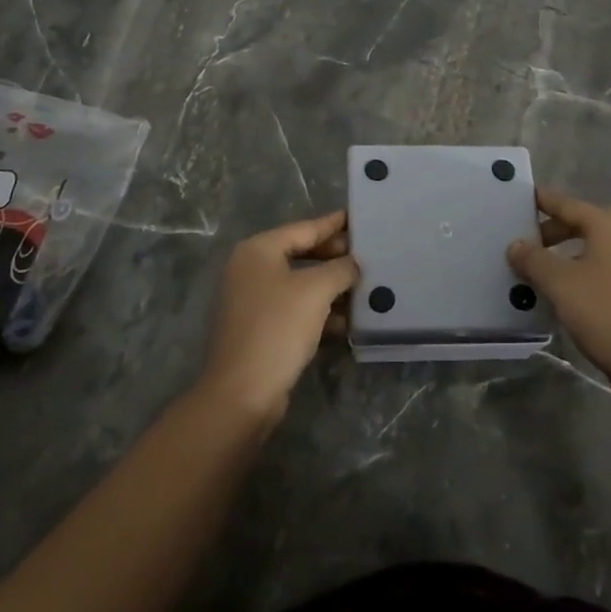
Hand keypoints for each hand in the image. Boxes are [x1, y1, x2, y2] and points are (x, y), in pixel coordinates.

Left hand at [198, 210, 357, 424]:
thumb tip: (354, 263)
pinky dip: (319, 311)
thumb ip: (340, 269)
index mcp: (258, 250)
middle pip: (301, 254)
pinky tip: (347, 320)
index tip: (359, 217)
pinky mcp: (259, 329)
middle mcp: (251, 269)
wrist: (242, 394)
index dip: (334, 224)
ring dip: (331, 287)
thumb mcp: (316, 291)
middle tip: (368, 255)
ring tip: (365, 287)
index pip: (304, 228)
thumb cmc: (278, 328)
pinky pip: (295, 309)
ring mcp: (252, 301)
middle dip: (335, 257)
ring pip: (300, 284)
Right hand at [507, 188, 610, 396]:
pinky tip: (573, 293)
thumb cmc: (604, 313)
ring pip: (598, 248)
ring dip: (571, 253)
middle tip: (529, 243)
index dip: (543, 201)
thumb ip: (533, 259)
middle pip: (585, 224)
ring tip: (546, 270)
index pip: (568, 204)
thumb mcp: (559, 283)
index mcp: (610, 227)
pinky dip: (588, 271)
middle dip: (555, 230)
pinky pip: (610, 269)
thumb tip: (516, 245)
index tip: (522, 198)